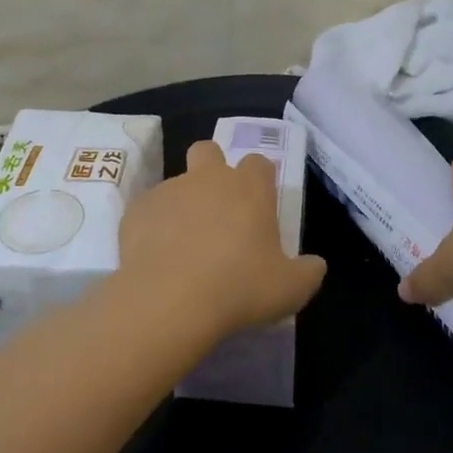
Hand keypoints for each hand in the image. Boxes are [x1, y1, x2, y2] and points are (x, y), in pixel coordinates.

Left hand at [116, 141, 327, 342]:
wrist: (168, 301)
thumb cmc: (239, 288)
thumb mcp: (290, 289)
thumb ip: (308, 272)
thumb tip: (315, 265)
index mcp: (248, 187)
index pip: (259, 163)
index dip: (260, 180)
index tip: (260, 207)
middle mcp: (208, 178)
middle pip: (209, 151)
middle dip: (212, 169)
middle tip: (217, 209)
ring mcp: (168, 190)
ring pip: (177, 183)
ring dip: (183, 203)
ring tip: (184, 245)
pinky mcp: (137, 210)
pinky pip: (148, 210)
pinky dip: (154, 227)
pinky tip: (157, 257)